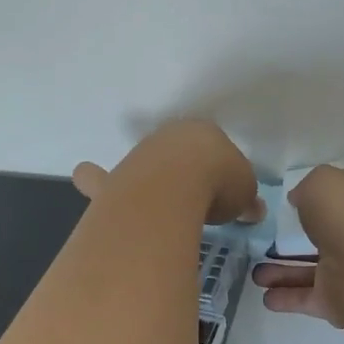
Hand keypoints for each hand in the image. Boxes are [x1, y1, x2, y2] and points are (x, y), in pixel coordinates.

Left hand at [70, 121, 265, 225]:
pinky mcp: (113, 181)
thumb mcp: (244, 190)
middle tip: (187, 194)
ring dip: (138, 177)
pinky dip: (95, 183)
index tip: (223, 190)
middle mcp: (165, 139)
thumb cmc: (217, 179)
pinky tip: (90, 184)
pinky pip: (100, 183)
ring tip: (137, 192)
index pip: (211, 147)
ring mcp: (136, 158)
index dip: (218, 168)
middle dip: (177, 169)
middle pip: (172, 153)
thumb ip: (245, 198)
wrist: (173, 184)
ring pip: (135, 165)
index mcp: (202, 134)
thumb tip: (253, 210)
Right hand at [250, 166, 343, 327]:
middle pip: (326, 237)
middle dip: (297, 241)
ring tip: (255, 274)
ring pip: (314, 270)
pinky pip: (310, 297)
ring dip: (284, 272)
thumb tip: (300, 199)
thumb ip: (307, 188)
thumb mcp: (320, 181)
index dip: (320, 199)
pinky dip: (288, 297)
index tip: (293, 204)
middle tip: (268, 242)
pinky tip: (266, 296)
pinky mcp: (341, 301)